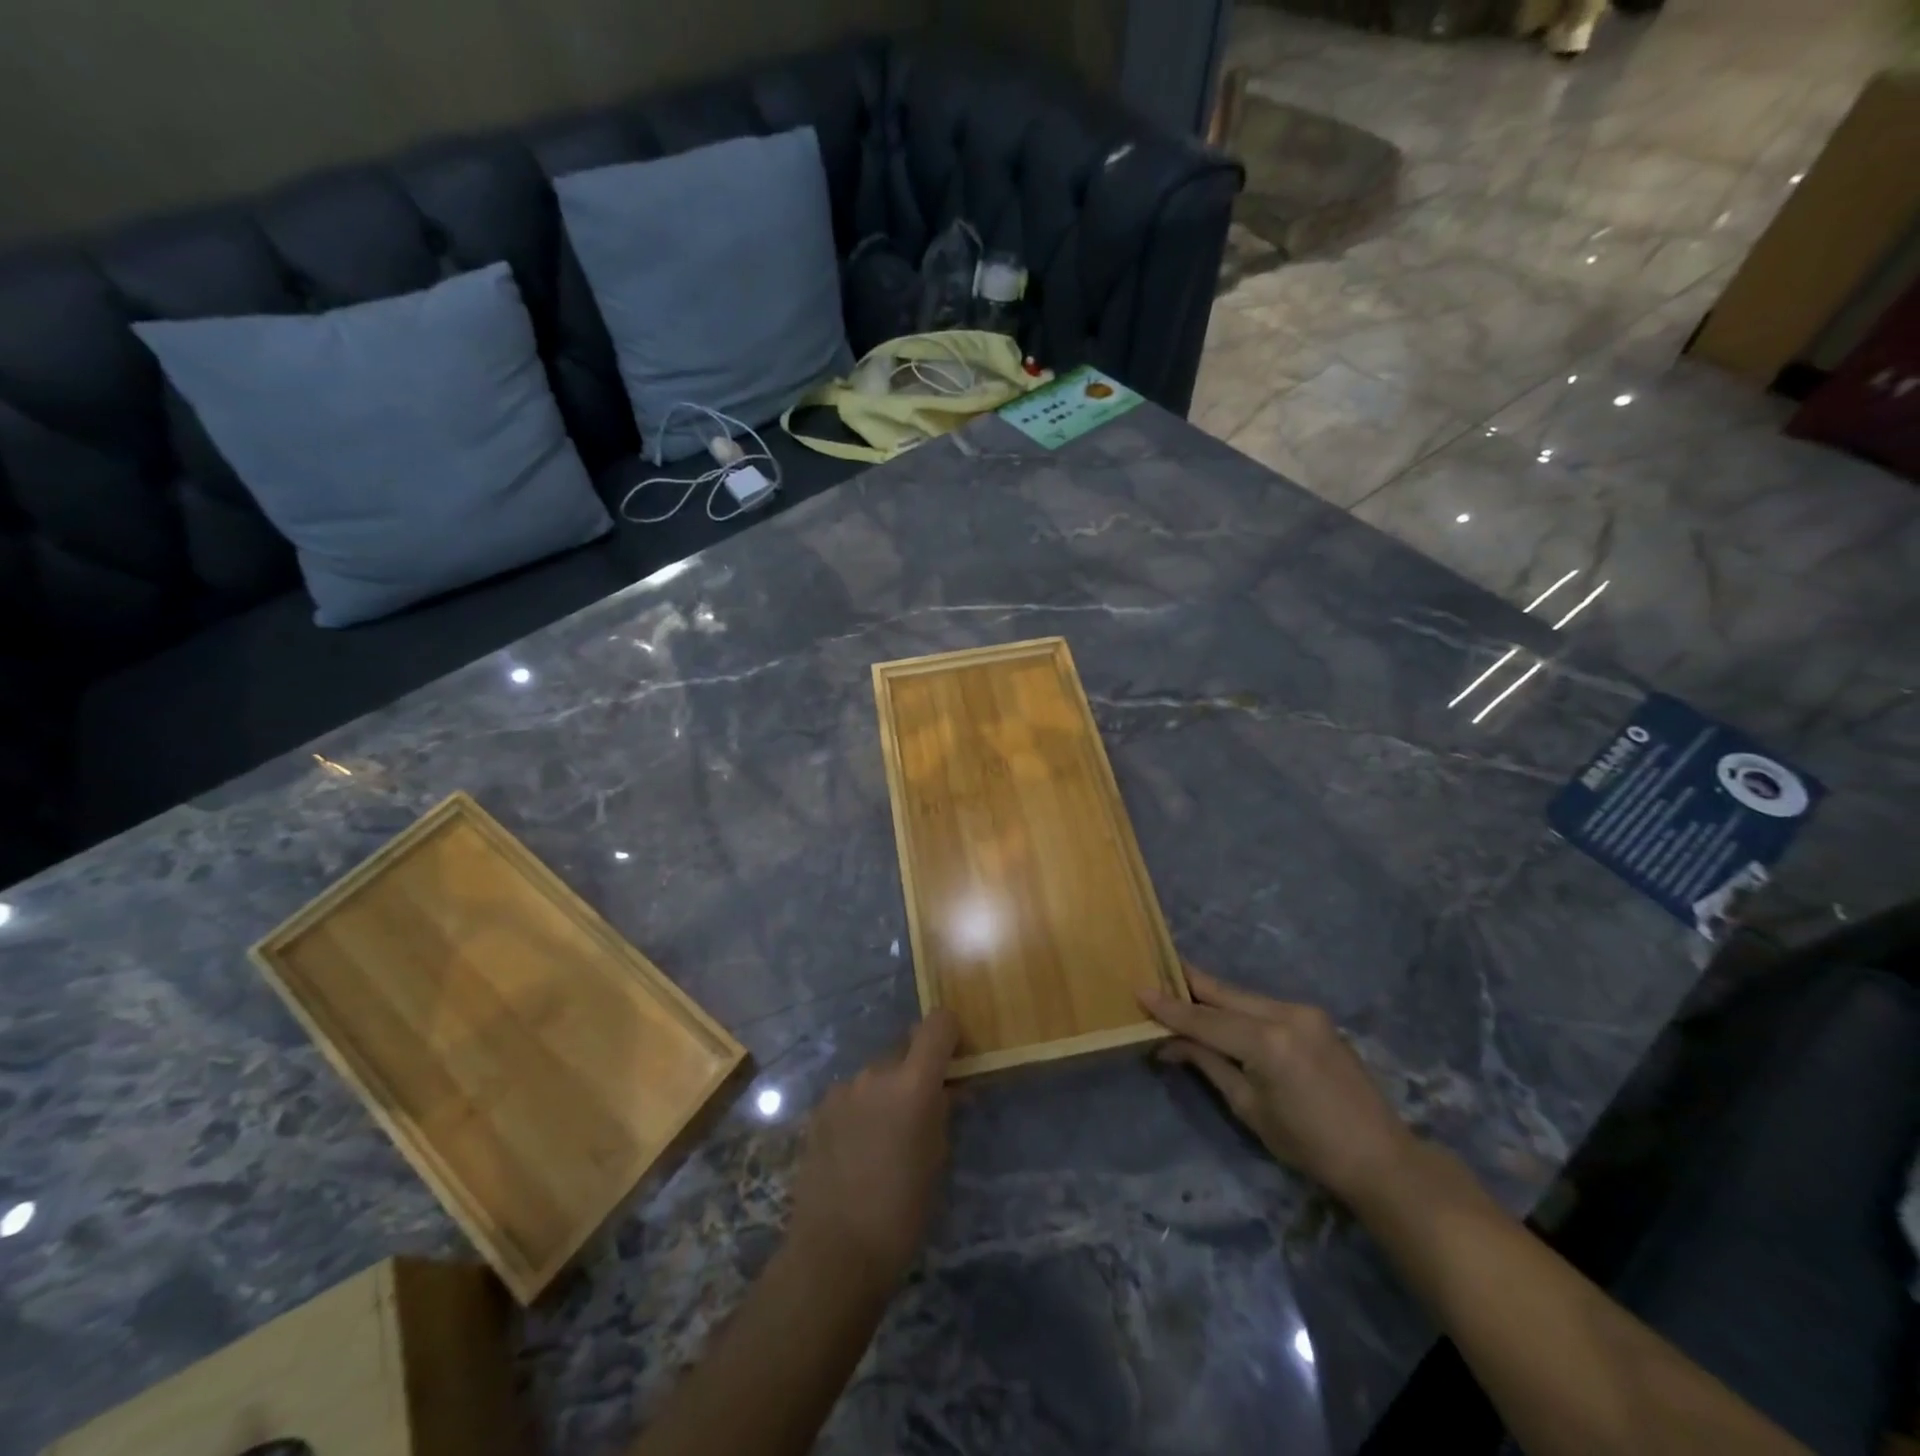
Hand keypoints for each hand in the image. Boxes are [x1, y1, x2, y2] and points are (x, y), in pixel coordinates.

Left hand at [788, 1010, 958, 1287]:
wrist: (835, 1251)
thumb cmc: (902, 1211)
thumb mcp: (937, 1159)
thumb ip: (940, 1112)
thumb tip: (945, 1090)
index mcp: (913, 1083)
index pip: (937, 1024)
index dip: (949, 1033)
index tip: (954, 1056)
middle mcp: (876, 1073)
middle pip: (904, 1049)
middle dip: (915, 1070)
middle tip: (920, 1110)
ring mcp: (843, 1089)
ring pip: (876, 1075)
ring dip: (885, 1092)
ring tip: (884, 1137)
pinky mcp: (819, 1110)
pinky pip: (851, 1096)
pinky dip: (860, 1109)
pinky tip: (857, 1149)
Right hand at [1142, 967, 1416, 1208]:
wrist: (1379, 1156)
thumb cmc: (1308, 1145)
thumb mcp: (1249, 1108)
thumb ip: (1208, 1064)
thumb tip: (1168, 1043)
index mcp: (1268, 1042)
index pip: (1205, 1019)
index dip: (1170, 1008)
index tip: (1140, 991)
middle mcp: (1285, 1014)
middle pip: (1224, 993)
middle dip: (1189, 985)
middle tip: (1155, 974)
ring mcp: (1304, 1011)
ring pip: (1243, 996)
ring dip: (1212, 996)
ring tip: (1180, 992)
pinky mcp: (1313, 1016)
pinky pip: (1263, 1005)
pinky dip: (1237, 1006)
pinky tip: (1219, 1010)